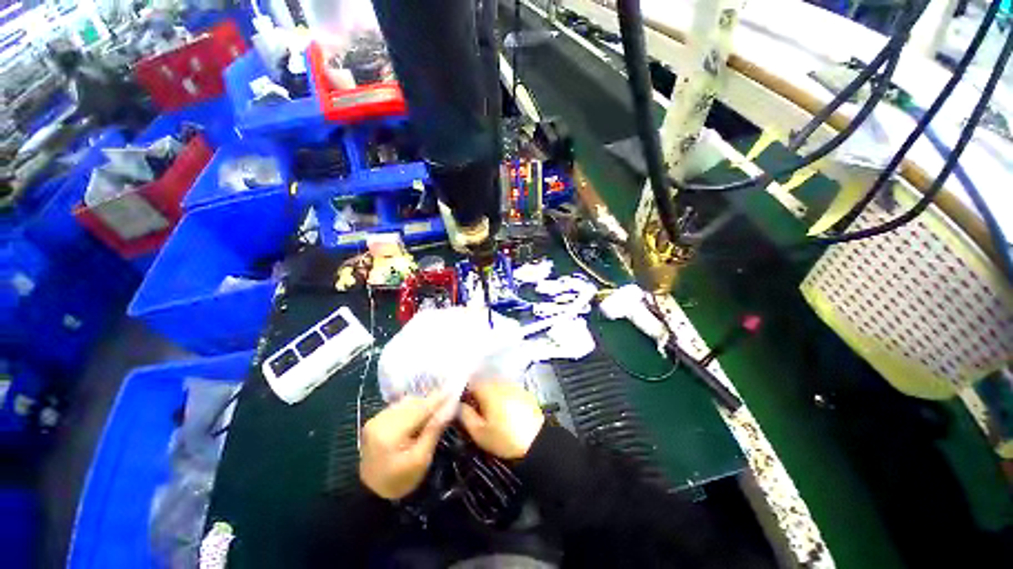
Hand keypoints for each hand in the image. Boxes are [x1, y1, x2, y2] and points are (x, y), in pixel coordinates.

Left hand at [359, 392, 449, 499]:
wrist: (371, 494)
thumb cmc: (400, 481)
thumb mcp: (421, 459)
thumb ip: (434, 430)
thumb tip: (449, 407)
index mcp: (390, 433)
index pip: (419, 409)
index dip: (438, 399)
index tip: (453, 391)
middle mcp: (380, 421)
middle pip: (412, 404)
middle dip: (430, 402)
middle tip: (447, 403)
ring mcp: (375, 419)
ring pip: (406, 403)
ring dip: (421, 405)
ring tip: (435, 411)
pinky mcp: (375, 421)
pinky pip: (399, 407)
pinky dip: (412, 409)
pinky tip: (420, 416)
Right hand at [460, 380, 543, 459]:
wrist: (537, 441)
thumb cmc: (505, 438)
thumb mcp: (479, 433)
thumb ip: (465, 415)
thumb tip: (459, 405)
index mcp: (488, 390)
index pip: (470, 382)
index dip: (464, 392)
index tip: (462, 403)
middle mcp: (500, 382)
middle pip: (484, 382)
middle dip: (478, 392)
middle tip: (475, 409)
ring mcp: (513, 385)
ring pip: (496, 385)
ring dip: (490, 393)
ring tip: (490, 411)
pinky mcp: (524, 391)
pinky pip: (508, 389)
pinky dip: (503, 395)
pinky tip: (505, 409)